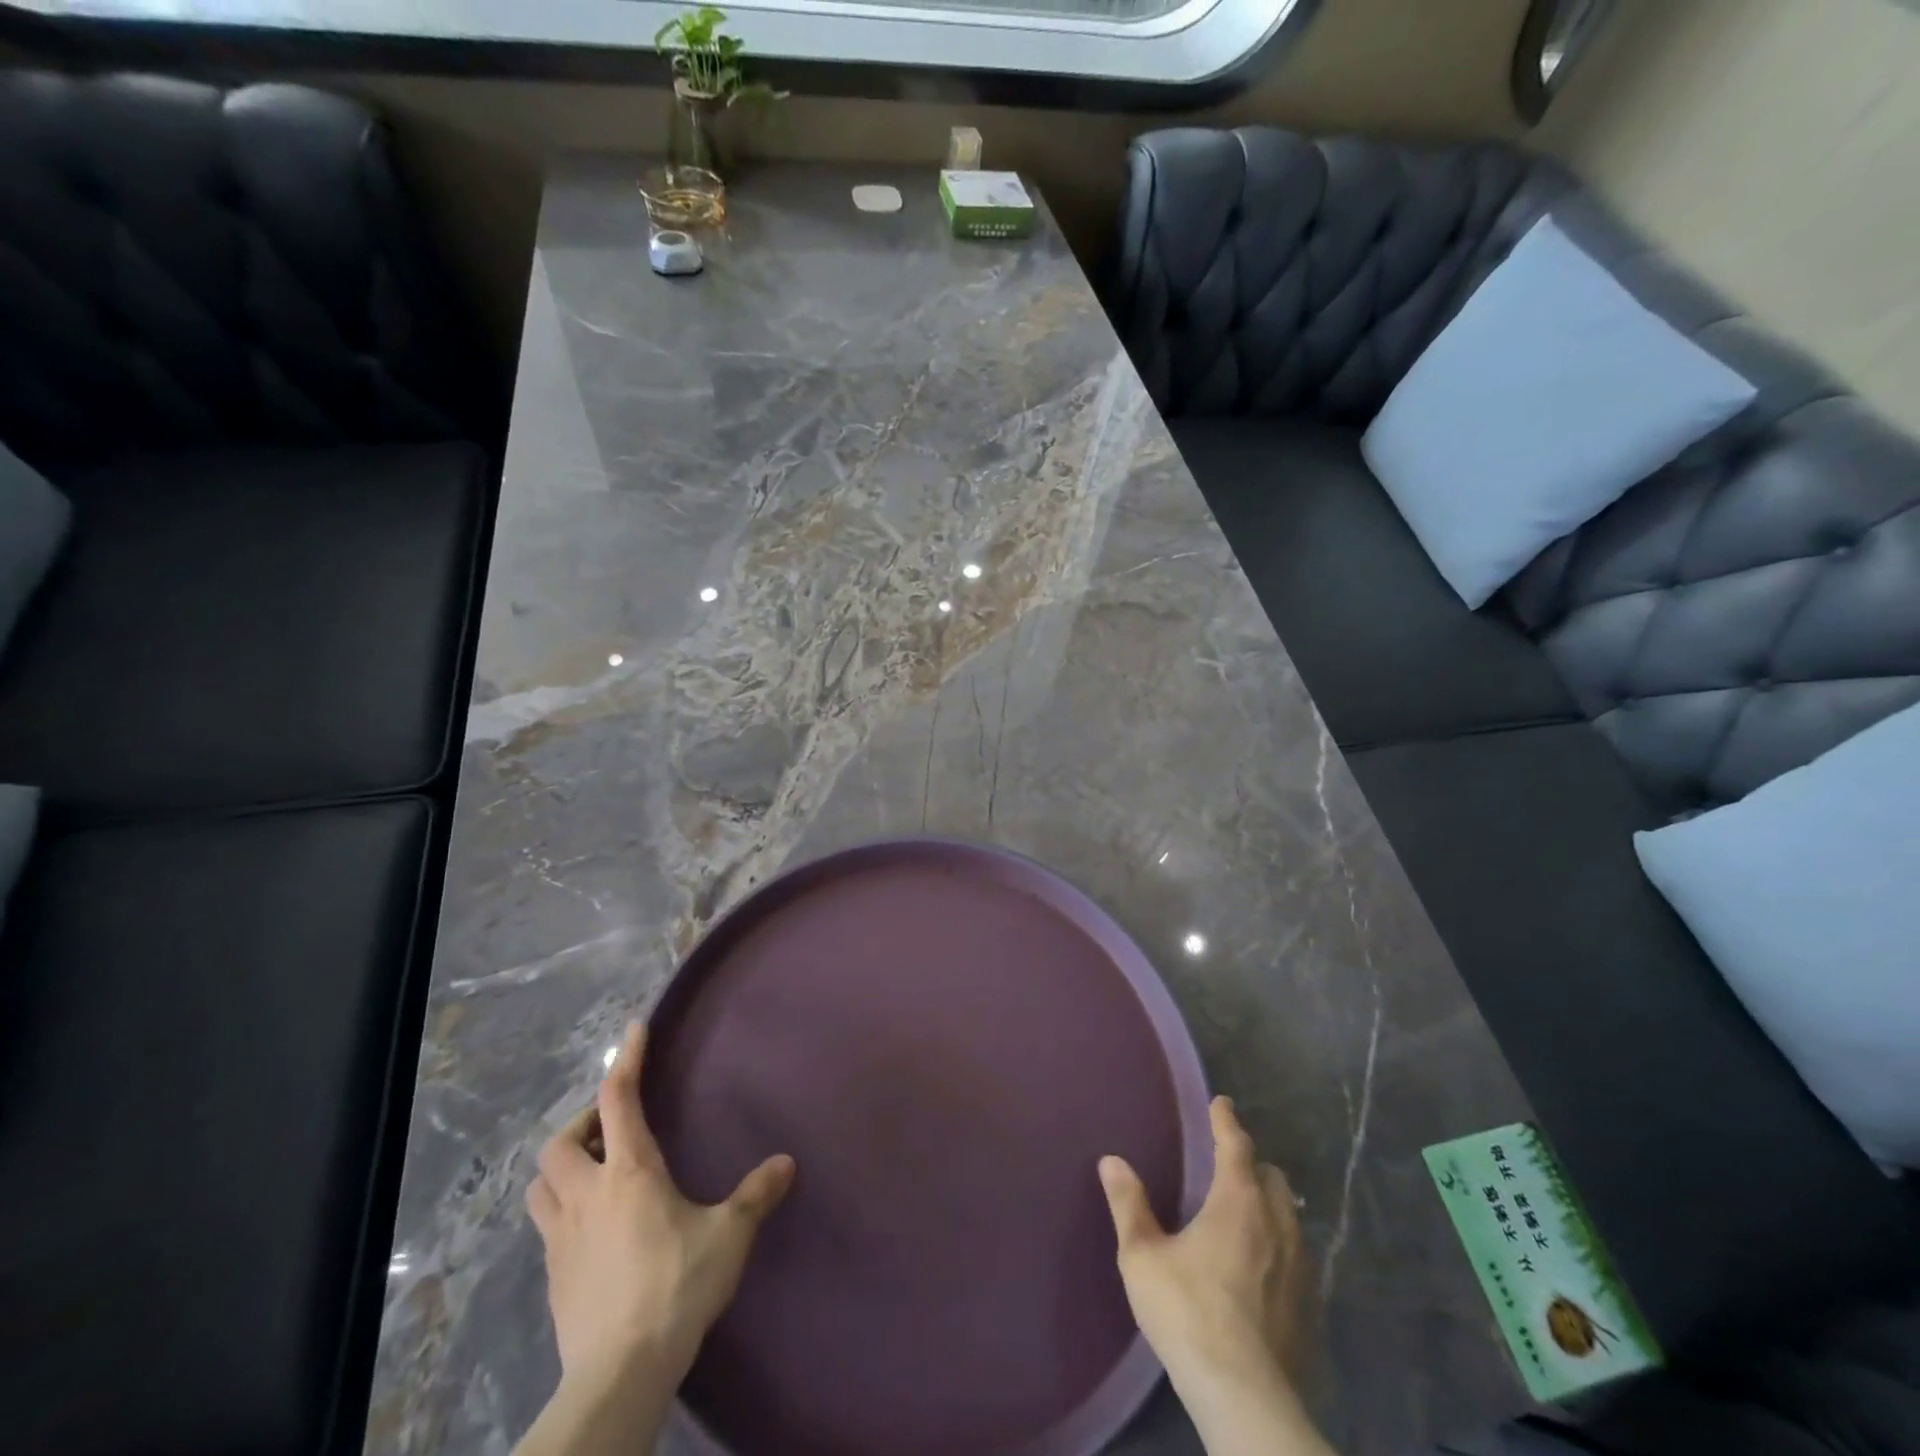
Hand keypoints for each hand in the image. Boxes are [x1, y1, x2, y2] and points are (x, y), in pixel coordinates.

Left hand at [526, 1021, 795, 1394]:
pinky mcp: (552, 1277)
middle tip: (611, 1131)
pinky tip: (591, 1229)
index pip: (618, 1098)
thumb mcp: (728, 1235)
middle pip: (559, 1143)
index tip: (634, 1029)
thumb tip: (786, 1162)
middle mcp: (587, 1194)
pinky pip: (546, 1227)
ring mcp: (561, 1238)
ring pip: (540, 1185)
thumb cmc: (675, 1286)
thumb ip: (755, 1195)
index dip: (626, 1059)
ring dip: (562, 1169)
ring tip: (592, 1174)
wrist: (619, 1372)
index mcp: (629, 1172)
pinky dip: (563, 1211)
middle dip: (582, 1126)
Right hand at [1098, 1096, 1306, 1393]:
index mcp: (1238, 1201)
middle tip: (1229, 1165)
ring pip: (1291, 1215)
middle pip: (1272, 1176)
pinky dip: (1281, 1244)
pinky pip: (1299, 1255)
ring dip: (1270, 1204)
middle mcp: (1277, 1222)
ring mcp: (1301, 1266)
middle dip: (1253, 1163)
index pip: (1236, 1145)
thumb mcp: (1143, 1257)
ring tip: (1246, 1214)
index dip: (1226, 1120)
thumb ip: (1129, 1205)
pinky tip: (1263, 1267)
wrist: (1246, 1400)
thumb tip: (1112, 1160)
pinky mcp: (1311, 1305)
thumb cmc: (1188, 1313)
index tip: (1222, 1102)